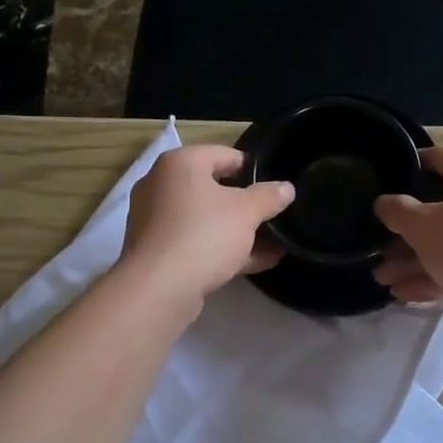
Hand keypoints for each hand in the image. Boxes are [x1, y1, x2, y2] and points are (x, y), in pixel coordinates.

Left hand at [121, 144, 294, 302]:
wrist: (159, 288)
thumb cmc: (204, 234)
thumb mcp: (247, 211)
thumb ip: (269, 196)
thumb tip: (286, 188)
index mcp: (180, 163)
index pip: (224, 154)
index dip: (254, 168)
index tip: (276, 186)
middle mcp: (162, 185)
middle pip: (213, 188)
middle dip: (246, 204)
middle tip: (274, 215)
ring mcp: (156, 220)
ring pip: (206, 219)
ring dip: (238, 230)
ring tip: (273, 242)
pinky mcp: (157, 251)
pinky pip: (197, 242)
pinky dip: (223, 249)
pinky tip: (256, 262)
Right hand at [373, 145, 442, 306]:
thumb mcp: (423, 226)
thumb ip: (397, 211)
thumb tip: (384, 202)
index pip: (439, 157)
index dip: (412, 163)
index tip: (388, 178)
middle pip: (440, 208)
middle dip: (405, 231)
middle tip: (378, 247)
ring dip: (415, 259)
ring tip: (384, 280)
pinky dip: (436, 277)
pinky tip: (407, 295)